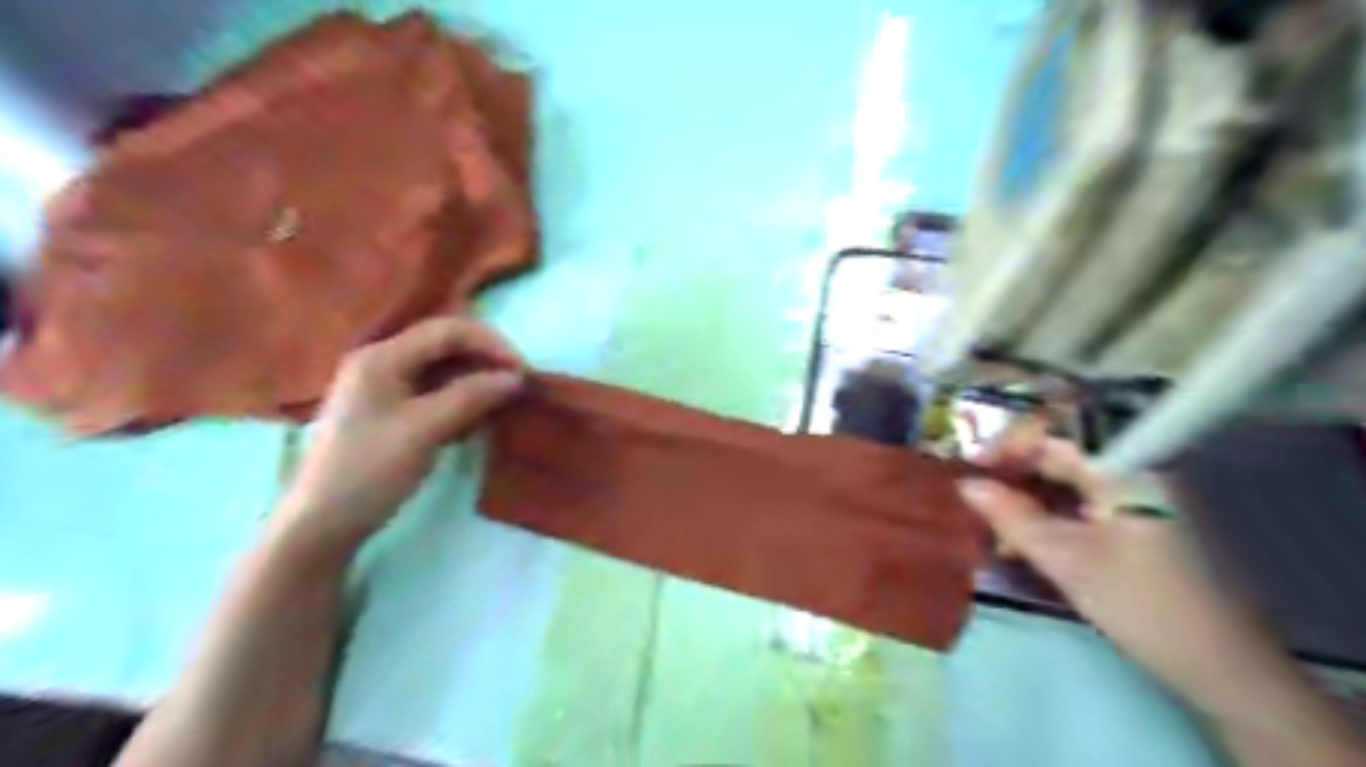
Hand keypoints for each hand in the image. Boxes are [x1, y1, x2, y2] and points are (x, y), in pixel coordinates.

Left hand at [277, 314, 525, 549]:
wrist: (323, 523)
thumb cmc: (370, 471)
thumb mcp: (425, 430)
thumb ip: (471, 396)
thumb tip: (515, 378)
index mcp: (382, 357)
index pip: (447, 330)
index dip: (490, 343)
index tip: (522, 370)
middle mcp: (382, 362)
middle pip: (445, 345)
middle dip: (485, 359)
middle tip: (517, 384)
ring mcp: (384, 387)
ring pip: (442, 369)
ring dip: (476, 379)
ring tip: (503, 401)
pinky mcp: (391, 411)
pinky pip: (435, 391)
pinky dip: (461, 398)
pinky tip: (477, 418)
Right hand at [954, 422, 1275, 710]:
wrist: (1223, 667)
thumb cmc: (1142, 604)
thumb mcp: (1066, 560)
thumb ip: (1012, 516)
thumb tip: (966, 484)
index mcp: (1124, 467)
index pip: (1053, 434)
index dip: (1006, 446)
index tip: (970, 470)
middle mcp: (1132, 470)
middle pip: (1059, 454)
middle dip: (1012, 475)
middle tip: (973, 499)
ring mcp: (1138, 495)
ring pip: (1067, 480)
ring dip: (1026, 497)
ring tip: (992, 525)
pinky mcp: (1138, 520)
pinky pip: (1082, 502)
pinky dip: (1049, 515)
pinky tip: (1023, 540)